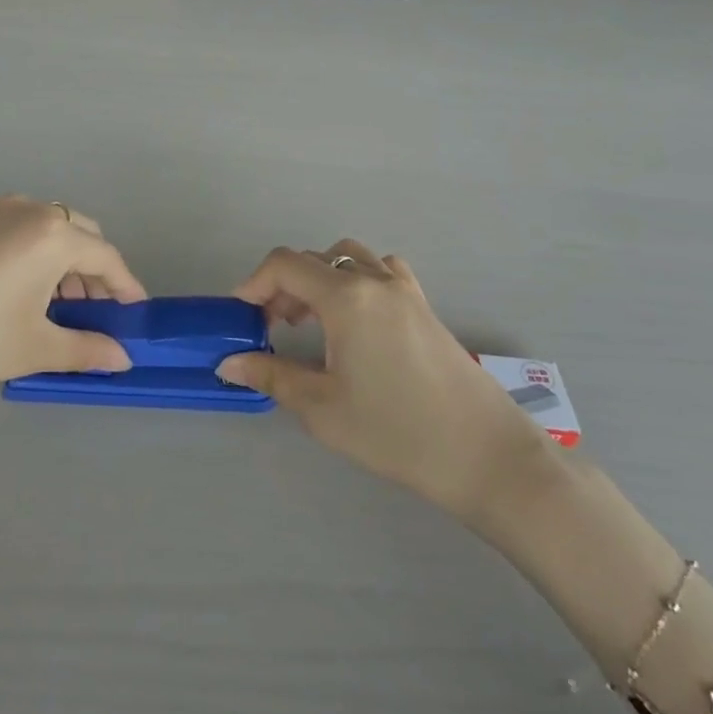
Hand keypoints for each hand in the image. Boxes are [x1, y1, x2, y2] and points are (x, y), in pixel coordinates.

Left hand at [0, 198, 145, 424]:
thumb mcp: (31, 347)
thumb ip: (85, 350)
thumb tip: (122, 359)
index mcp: (52, 233)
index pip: (107, 256)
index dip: (125, 287)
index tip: (136, 314)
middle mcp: (28, 209)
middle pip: (81, 236)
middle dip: (95, 274)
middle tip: (95, 316)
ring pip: (49, 232)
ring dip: (64, 266)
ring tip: (58, 311)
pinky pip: (20, 233)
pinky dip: (35, 259)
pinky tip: (21, 297)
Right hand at [217, 242, 557, 527]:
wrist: (484, 455)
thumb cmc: (396, 432)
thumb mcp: (322, 408)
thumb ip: (271, 375)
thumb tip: (228, 364)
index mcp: (346, 297)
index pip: (284, 264)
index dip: (253, 283)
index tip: (242, 317)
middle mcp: (375, 280)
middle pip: (313, 259)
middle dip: (283, 286)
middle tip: (273, 328)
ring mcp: (405, 289)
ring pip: (348, 259)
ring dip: (319, 279)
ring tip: (311, 321)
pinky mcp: (424, 306)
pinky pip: (380, 271)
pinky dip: (355, 281)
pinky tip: (356, 321)